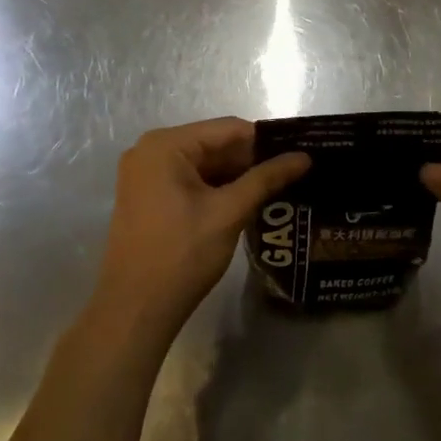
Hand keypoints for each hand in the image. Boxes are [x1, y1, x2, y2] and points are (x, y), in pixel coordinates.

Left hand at [93, 118, 309, 337]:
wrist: (135, 311)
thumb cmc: (181, 255)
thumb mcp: (229, 212)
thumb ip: (267, 178)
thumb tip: (305, 157)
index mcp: (165, 145)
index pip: (228, 129)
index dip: (266, 141)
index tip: (299, 153)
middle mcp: (150, 151)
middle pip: (215, 145)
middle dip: (252, 160)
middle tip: (294, 173)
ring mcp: (146, 175)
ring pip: (205, 164)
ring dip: (237, 176)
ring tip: (279, 186)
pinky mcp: (148, 197)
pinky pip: (190, 181)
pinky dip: (218, 189)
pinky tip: (248, 202)